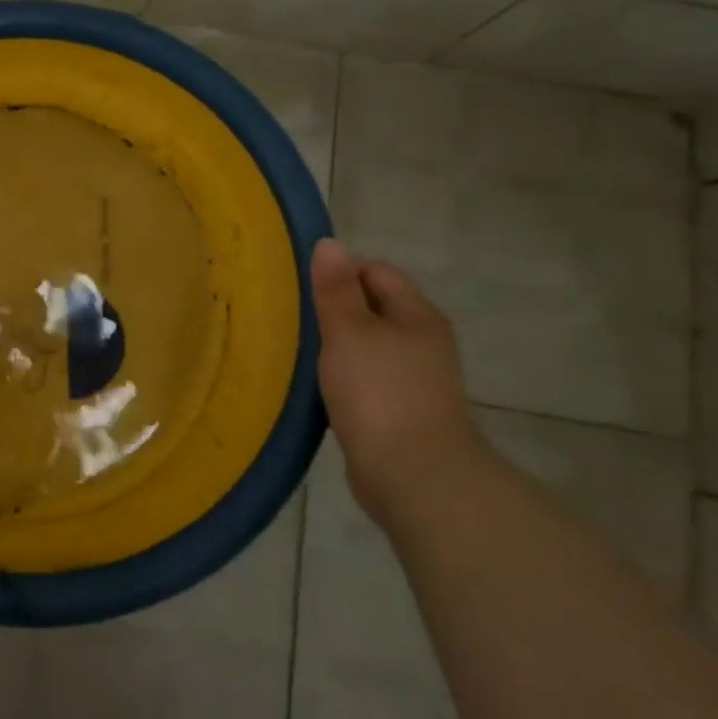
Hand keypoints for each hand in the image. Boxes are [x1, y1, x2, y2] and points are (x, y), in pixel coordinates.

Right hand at [310, 238, 481, 520]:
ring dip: (337, 344)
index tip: (302, 286)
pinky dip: (343, 375)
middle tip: (294, 315)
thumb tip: (330, 243)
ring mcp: (415, 380)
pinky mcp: (401, 411)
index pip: (377, 272)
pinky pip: (367, 378)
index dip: (340, 270)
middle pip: (375, 307)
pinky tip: (318, 385)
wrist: (414, 475)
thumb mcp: (349, 332)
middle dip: (336, 307)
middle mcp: (423, 342)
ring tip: (299, 349)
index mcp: (417, 316)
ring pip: (369, 345)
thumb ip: (336, 289)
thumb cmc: (379, 392)